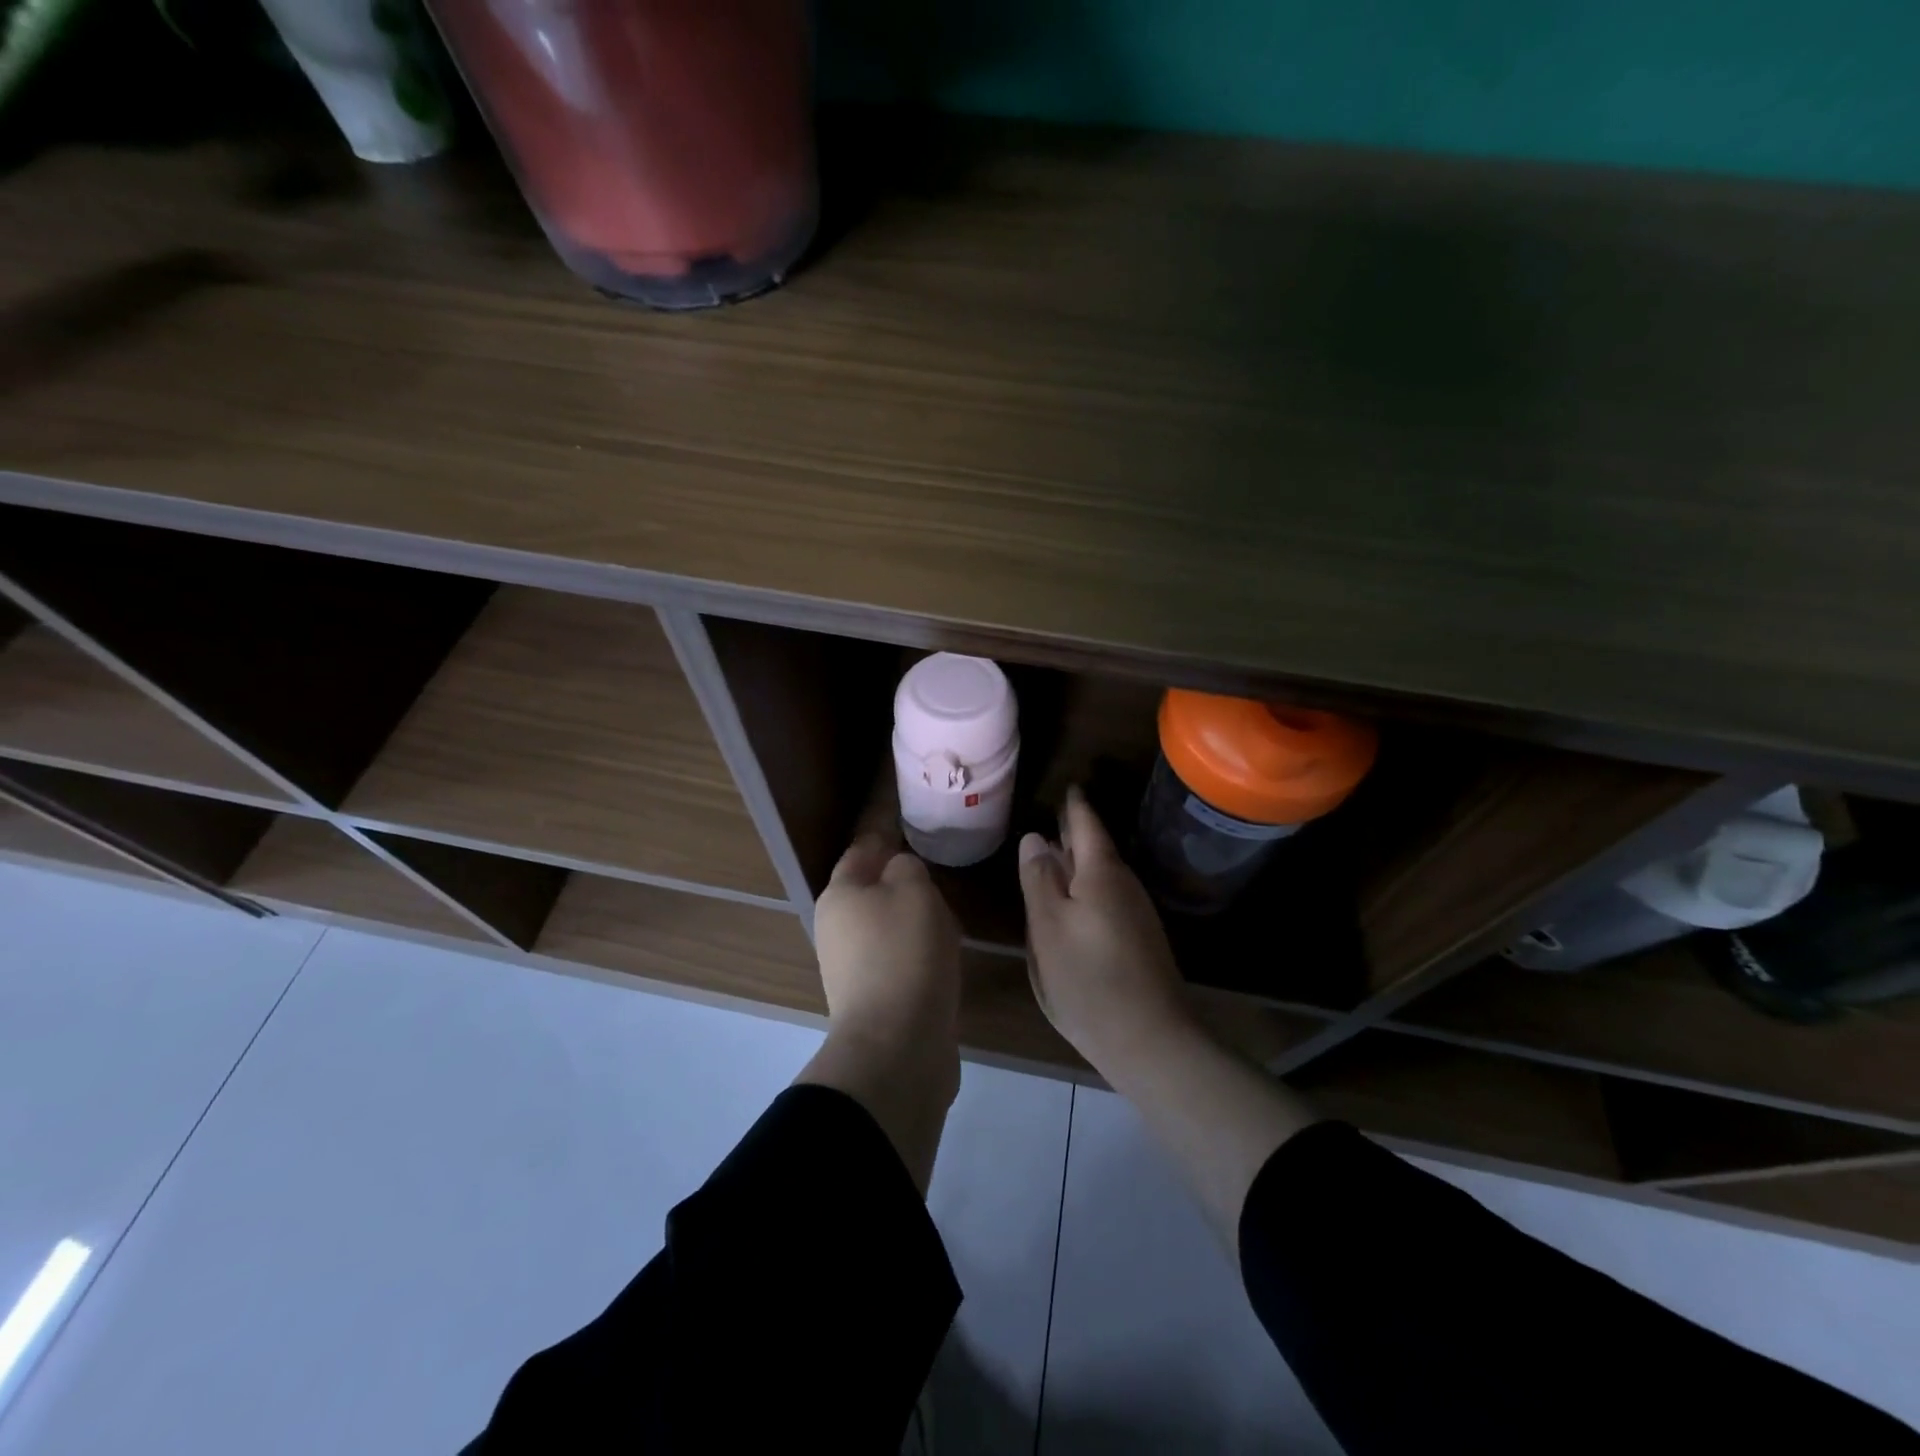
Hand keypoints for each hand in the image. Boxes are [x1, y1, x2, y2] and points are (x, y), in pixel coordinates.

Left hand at [814, 832, 961, 1059]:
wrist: (898, 1045)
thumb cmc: (904, 952)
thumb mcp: (913, 889)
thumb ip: (906, 867)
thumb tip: (900, 871)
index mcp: (839, 895)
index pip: (861, 851)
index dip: (886, 836)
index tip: (913, 827)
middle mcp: (837, 929)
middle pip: (873, 891)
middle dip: (905, 882)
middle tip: (941, 875)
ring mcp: (853, 967)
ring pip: (890, 927)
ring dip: (917, 920)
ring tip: (952, 916)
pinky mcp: (876, 999)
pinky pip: (901, 960)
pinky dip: (922, 953)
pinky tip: (947, 956)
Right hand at [1019, 786, 1198, 1074]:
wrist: (1150, 1040)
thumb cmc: (1088, 979)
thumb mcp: (1049, 927)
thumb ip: (1039, 879)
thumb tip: (1035, 838)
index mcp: (1101, 873)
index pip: (1086, 824)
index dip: (1074, 806)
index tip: (1067, 786)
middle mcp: (1124, 885)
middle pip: (1097, 848)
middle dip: (1076, 832)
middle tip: (1055, 816)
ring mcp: (1137, 914)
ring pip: (1103, 875)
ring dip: (1081, 862)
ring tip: (1057, 855)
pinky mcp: (1140, 940)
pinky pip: (1108, 898)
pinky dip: (1089, 888)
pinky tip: (1075, 902)